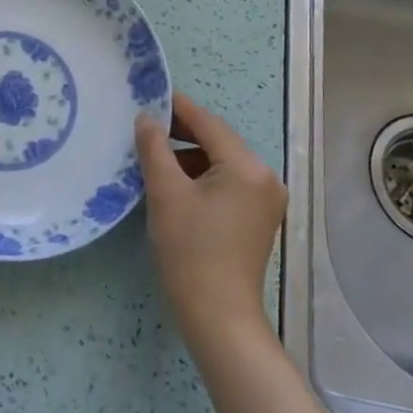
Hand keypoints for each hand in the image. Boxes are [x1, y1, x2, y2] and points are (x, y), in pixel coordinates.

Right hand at [135, 92, 286, 339]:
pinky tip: (177, 186)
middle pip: (218, 142)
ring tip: (155, 160)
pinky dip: (203, 178)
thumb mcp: (165, 193)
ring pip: (222, 162)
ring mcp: (266, 199)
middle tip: (145, 128)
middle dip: (182, 134)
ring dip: (190, 157)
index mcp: (247, 167)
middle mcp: (265, 177)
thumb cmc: (190, 251)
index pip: (208, 123)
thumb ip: (155, 148)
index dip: (177, 107)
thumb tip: (147, 118)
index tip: (149, 95)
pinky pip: (228, 182)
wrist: (218, 316)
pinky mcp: (259, 217)